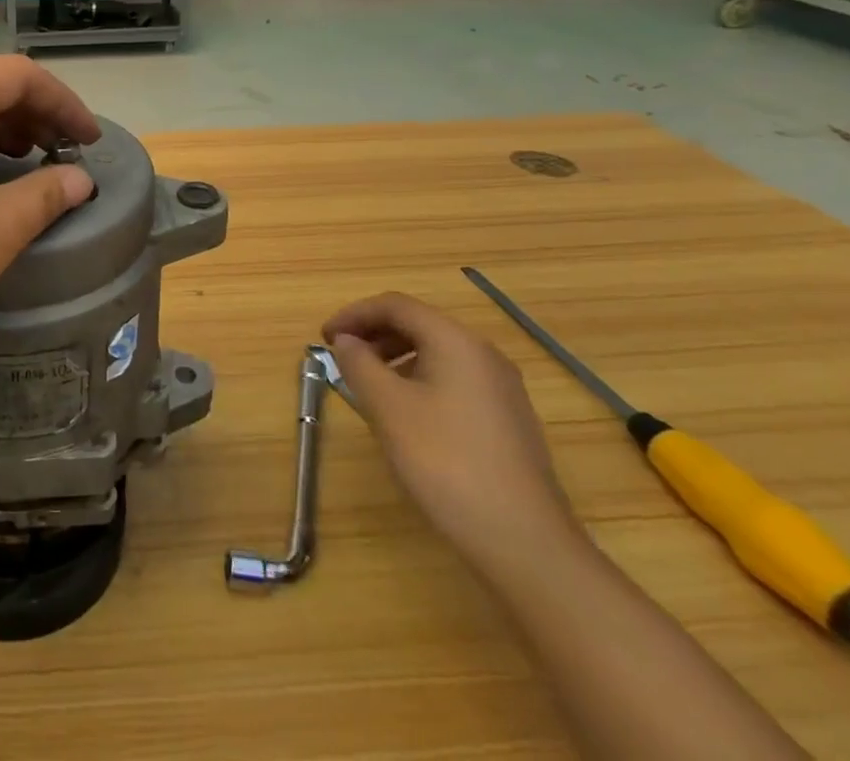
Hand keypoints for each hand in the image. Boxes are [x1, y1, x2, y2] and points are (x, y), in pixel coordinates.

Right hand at [323, 292, 577, 569]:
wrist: (524, 543)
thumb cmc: (446, 462)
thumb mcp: (388, 408)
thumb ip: (359, 364)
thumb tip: (346, 341)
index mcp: (456, 341)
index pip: (396, 306)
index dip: (354, 314)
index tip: (324, 337)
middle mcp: (483, 354)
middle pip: (419, 325)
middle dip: (374, 335)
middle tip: (342, 358)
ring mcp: (502, 389)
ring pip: (437, 354)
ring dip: (395, 358)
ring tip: (367, 387)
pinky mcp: (507, 421)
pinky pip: (453, 381)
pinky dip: (419, 381)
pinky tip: (405, 416)